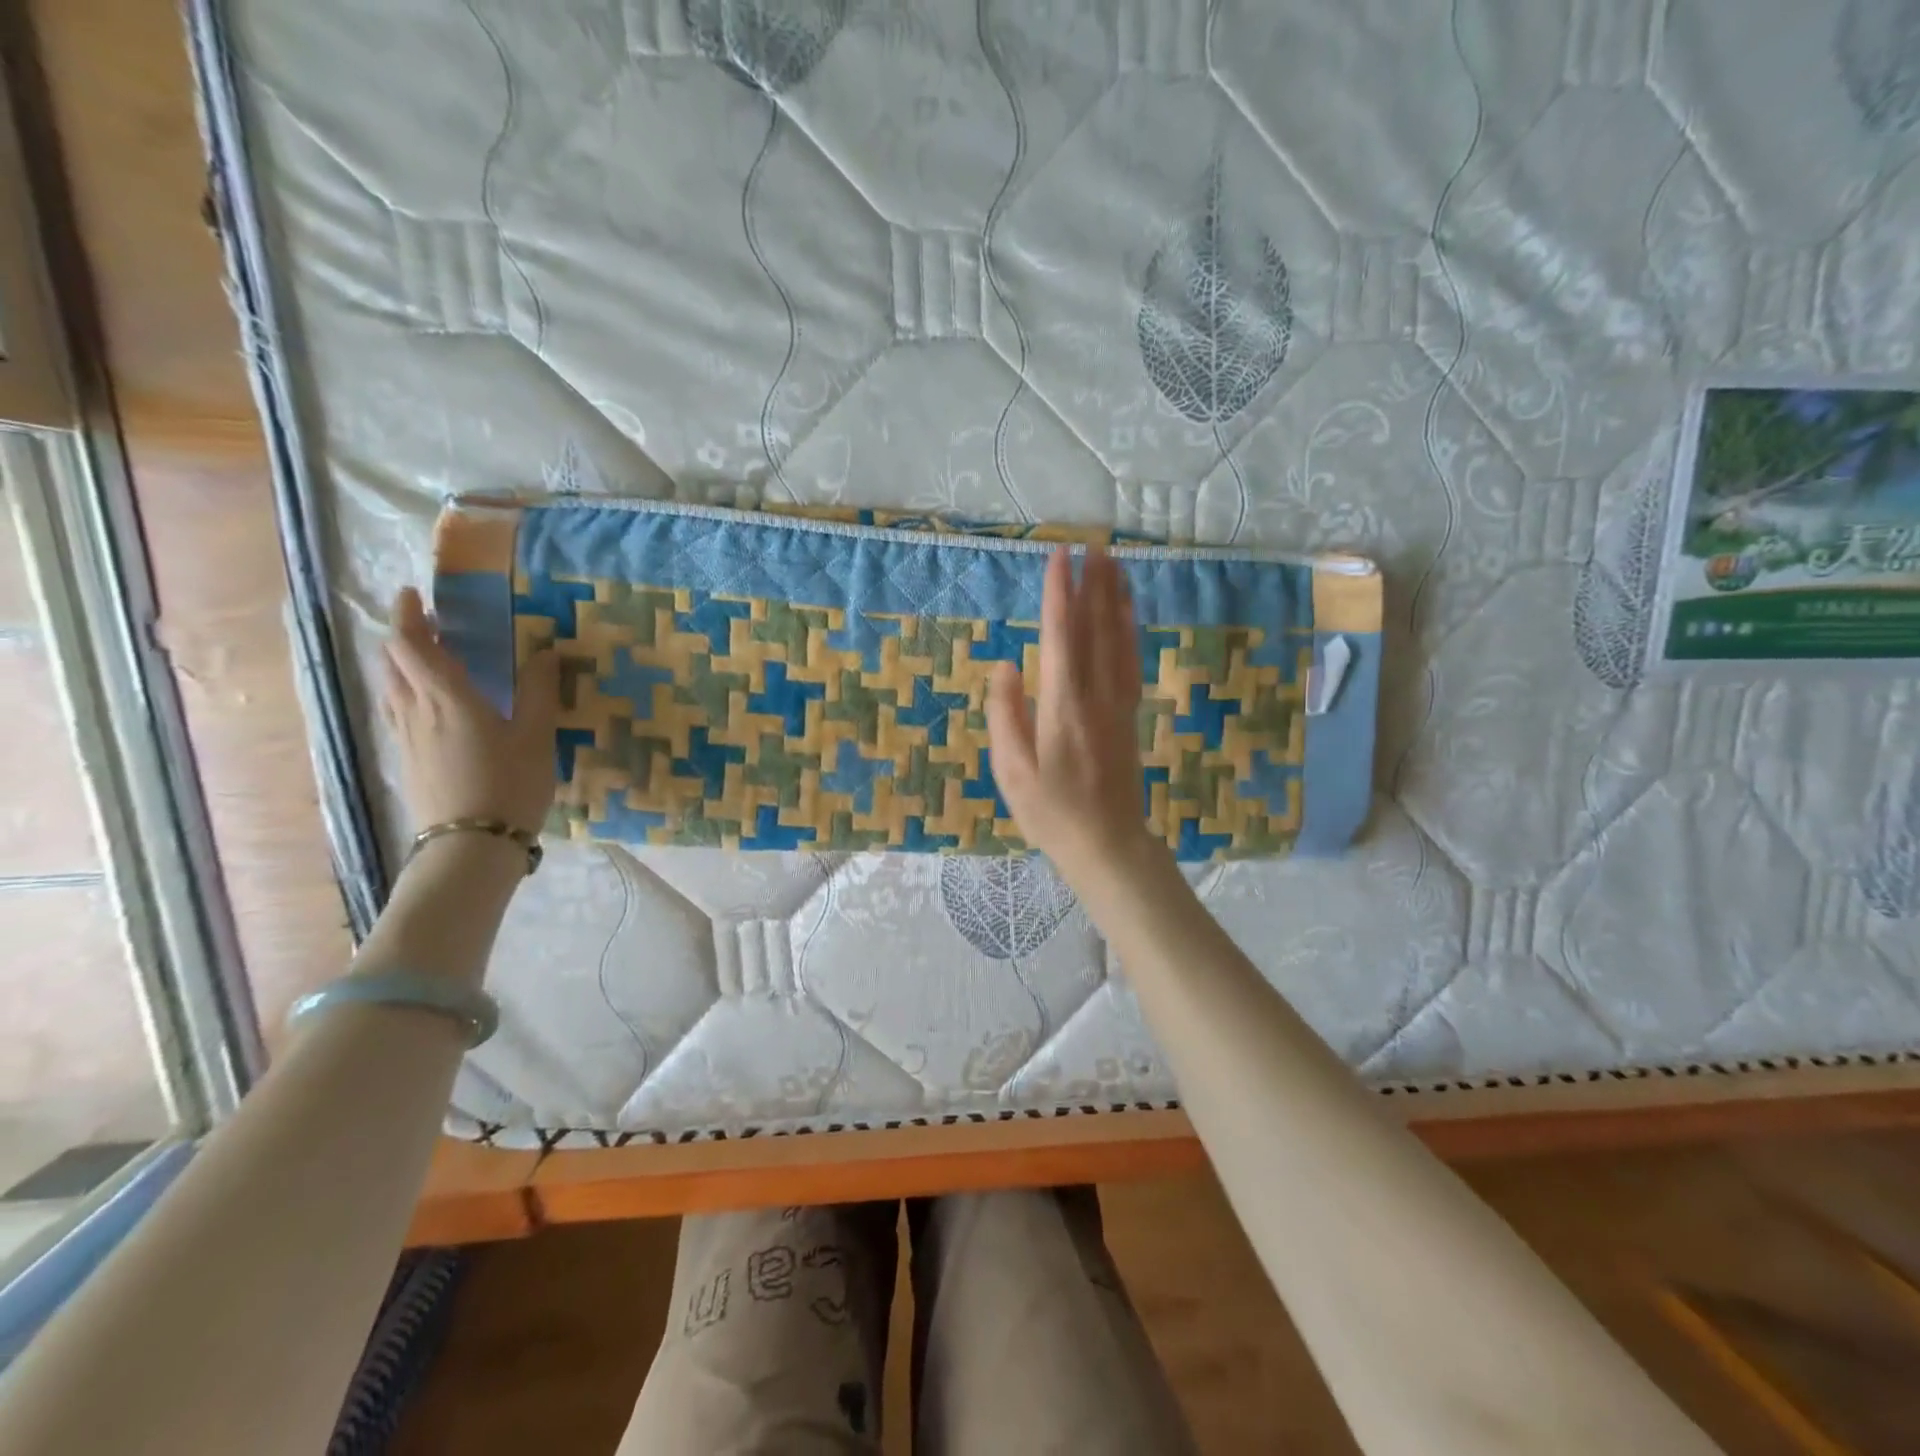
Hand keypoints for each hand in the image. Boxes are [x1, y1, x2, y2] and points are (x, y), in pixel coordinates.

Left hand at [381, 586, 558, 835]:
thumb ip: (540, 691)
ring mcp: (405, 738)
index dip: (408, 615)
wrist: (471, 846)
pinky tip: (434, 706)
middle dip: (406, 636)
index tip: (417, 596)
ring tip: (433, 660)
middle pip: (393, 661)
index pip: (410, 644)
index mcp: (448, 697)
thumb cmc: (510, 785)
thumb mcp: (537, 736)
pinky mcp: (407, 760)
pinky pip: (398, 711)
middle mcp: (416, 710)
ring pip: (392, 687)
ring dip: (404, 664)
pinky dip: (409, 692)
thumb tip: (546, 651)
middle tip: (432, 625)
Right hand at [986, 546, 1163, 889]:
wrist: (1107, 843)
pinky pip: (1132, 660)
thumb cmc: (1051, 812)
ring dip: (1115, 598)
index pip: (1061, 637)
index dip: (1059, 594)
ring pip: (1119, 640)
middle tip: (1090, 543)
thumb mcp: (1011, 771)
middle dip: (1091, 584)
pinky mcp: (1130, 714)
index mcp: (1062, 706)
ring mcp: (1119, 703)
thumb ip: (1006, 715)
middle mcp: (1095, 696)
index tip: (1058, 557)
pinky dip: (1130, 629)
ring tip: (1113, 563)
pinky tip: (1128, 613)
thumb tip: (1006, 666)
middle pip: (1095, 629)